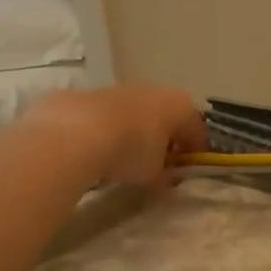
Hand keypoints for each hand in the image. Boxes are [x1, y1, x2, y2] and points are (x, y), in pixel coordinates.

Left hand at [24, 85, 205, 186]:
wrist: (74, 134)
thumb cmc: (132, 152)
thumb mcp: (155, 174)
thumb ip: (165, 176)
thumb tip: (166, 181)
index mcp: (180, 106)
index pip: (196, 131)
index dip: (193, 154)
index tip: (185, 172)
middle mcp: (154, 90)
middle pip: (166, 117)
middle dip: (163, 139)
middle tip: (156, 164)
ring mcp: (119, 88)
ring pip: (134, 112)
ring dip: (134, 131)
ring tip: (122, 158)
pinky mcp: (87, 93)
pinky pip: (105, 115)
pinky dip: (105, 129)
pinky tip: (95, 150)